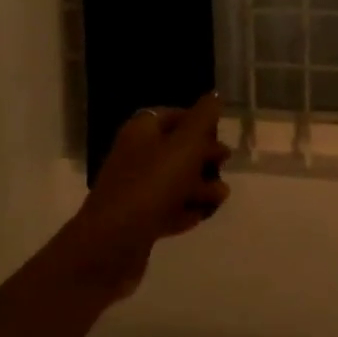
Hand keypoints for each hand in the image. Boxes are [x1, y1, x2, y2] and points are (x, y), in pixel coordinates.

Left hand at [69, 93, 230, 295]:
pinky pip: (167, 208)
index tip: (220, 134)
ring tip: (218, 198)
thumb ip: (203, 118)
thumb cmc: (152, 184)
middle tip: (224, 163)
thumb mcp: (185, 145)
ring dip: (200, 187)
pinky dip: (185, 210)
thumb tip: (214, 94)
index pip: (173, 115)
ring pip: (175, 181)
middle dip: (204, 156)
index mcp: (142, 130)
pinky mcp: (138, 218)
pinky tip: (200, 217)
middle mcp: (136, 154)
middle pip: (177, 149)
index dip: (198, 122)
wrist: (112, 242)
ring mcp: (135, 188)